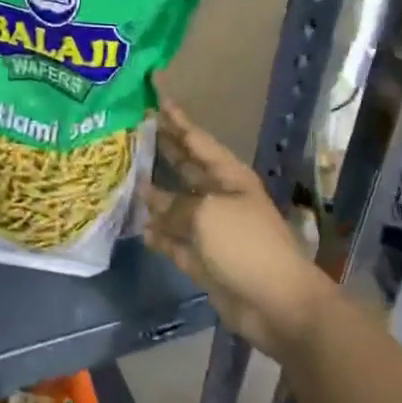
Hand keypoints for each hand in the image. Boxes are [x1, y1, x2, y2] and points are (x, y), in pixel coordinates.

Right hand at [140, 93, 333, 360]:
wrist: (277, 303)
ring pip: (176, 205)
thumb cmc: (245, 244)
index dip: (177, 120)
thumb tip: (149, 197)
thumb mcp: (206, 214)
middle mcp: (219, 197)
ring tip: (124, 178)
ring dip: (154, 195)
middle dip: (162, 150)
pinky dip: (159, 234)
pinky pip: (175, 240)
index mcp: (228, 176)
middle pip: (185, 168)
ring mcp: (211, 229)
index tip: (155, 99)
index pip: (196, 140)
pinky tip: (139, 227)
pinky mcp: (204, 259)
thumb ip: (174, 205)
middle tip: (132, 131)